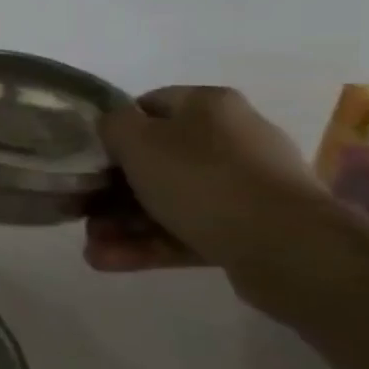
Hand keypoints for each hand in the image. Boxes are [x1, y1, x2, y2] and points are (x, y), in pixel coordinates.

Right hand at [85, 86, 326, 273]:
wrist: (287, 247)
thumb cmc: (202, 178)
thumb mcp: (136, 139)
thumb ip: (112, 125)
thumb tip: (112, 127)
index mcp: (208, 107)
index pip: (148, 107)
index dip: (113, 131)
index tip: (88, 159)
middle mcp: (230, 139)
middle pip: (154, 161)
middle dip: (111, 191)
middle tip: (81, 212)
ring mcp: (243, 187)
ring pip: (167, 201)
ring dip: (123, 224)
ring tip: (93, 250)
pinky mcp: (248, 229)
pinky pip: (187, 231)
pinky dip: (148, 245)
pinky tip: (110, 262)